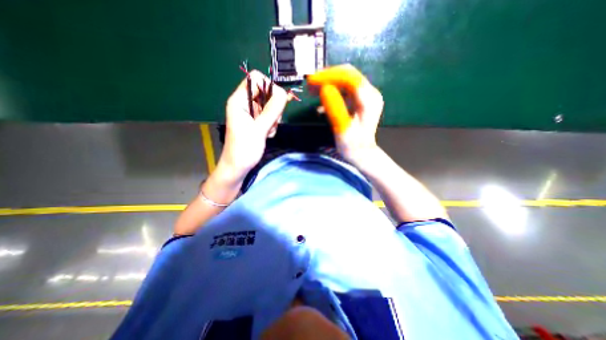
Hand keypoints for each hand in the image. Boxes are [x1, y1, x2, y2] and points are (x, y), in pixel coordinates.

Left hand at [220, 70, 290, 180]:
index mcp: (239, 100)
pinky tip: (267, 134)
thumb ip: (272, 111)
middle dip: (274, 107)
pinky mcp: (257, 122)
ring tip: (267, 131)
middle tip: (272, 122)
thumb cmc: (244, 149)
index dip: (269, 87)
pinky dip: (272, 125)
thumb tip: (284, 93)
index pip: (256, 79)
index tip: (278, 102)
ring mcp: (252, 113)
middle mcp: (245, 104)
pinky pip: (270, 116)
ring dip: (274, 119)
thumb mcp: (259, 129)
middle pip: (266, 93)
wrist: (238, 167)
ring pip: (271, 106)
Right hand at [308, 63, 381, 167]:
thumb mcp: (342, 129)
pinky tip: (321, 99)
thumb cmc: (352, 145)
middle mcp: (370, 93)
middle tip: (310, 85)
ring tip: (312, 90)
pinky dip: (331, 91)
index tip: (312, 81)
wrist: (361, 154)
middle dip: (327, 77)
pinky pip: (344, 89)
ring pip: (345, 80)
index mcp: (368, 99)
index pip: (349, 77)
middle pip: (348, 75)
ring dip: (328, 83)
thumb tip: (324, 88)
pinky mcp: (359, 100)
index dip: (329, 75)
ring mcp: (365, 96)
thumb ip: (335, 108)